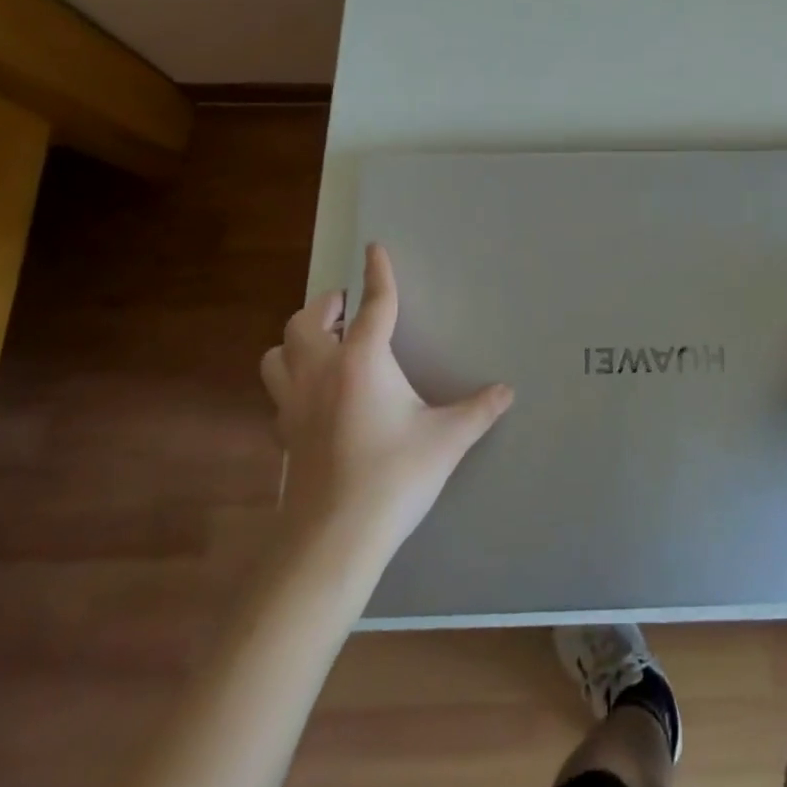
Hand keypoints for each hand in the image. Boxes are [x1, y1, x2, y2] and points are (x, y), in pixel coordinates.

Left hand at [260, 243, 512, 551]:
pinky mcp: (284, 434)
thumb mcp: (447, 439)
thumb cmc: (394, 476)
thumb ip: (479, 410)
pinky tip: (314, 395)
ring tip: (323, 343)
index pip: (373, 304)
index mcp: (362, 361)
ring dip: (297, 339)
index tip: (374, 248)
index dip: (377, 273)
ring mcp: (294, 404)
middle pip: (306, 321)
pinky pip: (278, 392)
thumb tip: (508, 391)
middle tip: (346, 306)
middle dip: (326, 305)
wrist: (334, 538)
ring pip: (278, 354)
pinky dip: (291, 379)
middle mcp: (321, 372)